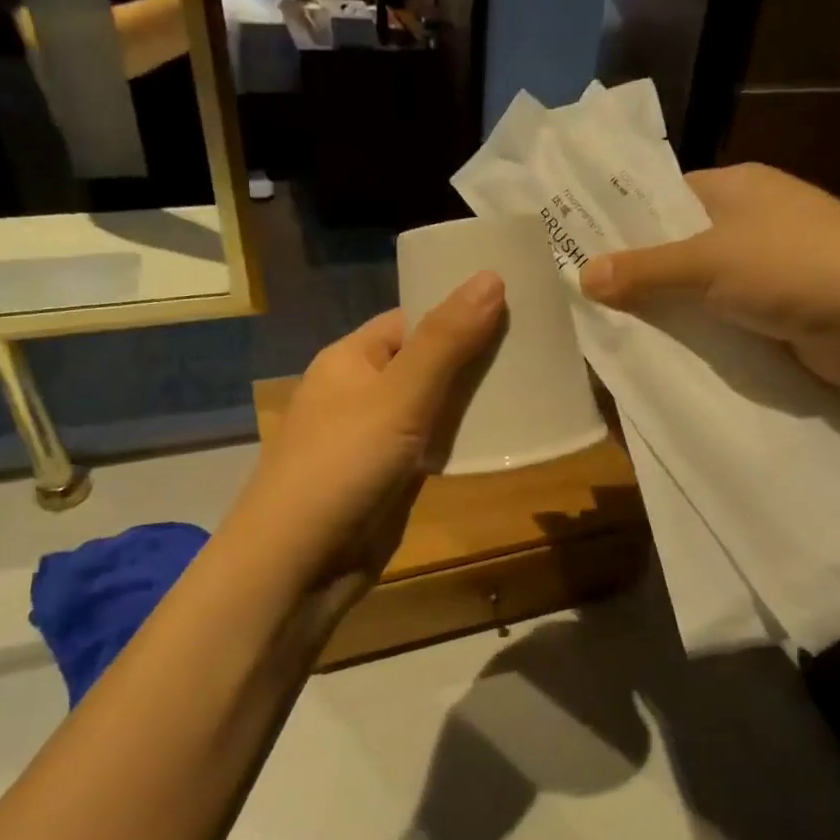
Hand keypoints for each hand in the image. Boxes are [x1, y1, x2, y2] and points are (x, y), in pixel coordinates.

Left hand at [233, 272, 506, 602]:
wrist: (301, 563)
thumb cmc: (344, 464)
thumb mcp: (399, 394)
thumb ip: (446, 340)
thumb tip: (491, 276)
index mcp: (352, 358)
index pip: (412, 318)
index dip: (458, 308)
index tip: (515, 302)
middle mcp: (363, 391)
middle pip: (428, 360)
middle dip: (476, 353)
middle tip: (539, 342)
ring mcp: (379, 436)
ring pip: (437, 404)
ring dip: (476, 396)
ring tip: (536, 379)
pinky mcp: (394, 476)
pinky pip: (437, 443)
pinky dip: (467, 436)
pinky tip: (508, 431)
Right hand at [579, 163, 839, 393]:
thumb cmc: (796, 266)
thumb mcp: (708, 262)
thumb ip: (645, 270)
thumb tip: (582, 275)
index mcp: (734, 187)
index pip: (662, 196)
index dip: (621, 222)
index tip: (575, 251)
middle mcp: (750, 223)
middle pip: (678, 246)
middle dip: (637, 275)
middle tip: (580, 301)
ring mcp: (768, 271)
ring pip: (700, 290)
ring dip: (667, 311)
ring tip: (605, 333)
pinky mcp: (779, 315)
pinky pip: (724, 323)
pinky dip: (698, 337)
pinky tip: (658, 356)